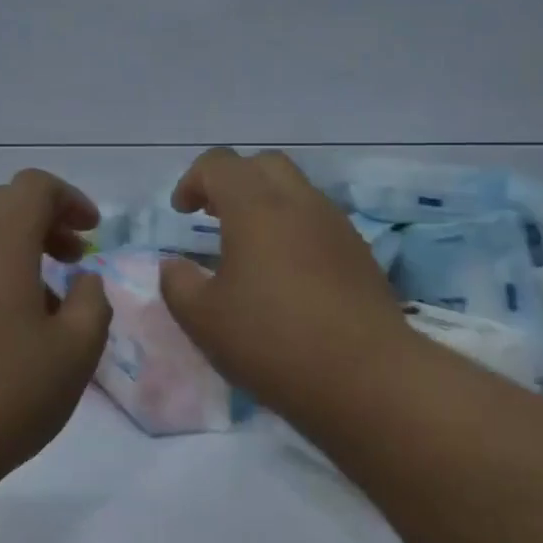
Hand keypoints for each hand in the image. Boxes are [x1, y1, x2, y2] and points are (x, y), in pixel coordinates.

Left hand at [0, 169, 112, 492]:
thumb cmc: (3, 396)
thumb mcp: (75, 353)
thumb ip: (92, 303)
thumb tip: (84, 280)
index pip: (33, 187)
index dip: (69, 199)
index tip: (91, 233)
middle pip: (1, 203)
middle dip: (43, 221)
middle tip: (71, 259)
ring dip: (14, 248)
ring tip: (41, 301)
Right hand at [158, 148, 409, 420]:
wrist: (368, 378)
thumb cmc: (274, 342)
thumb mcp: (204, 320)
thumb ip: (177, 284)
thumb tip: (174, 265)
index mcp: (255, 206)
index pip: (219, 163)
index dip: (192, 180)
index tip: (181, 213)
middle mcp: (299, 202)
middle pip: (262, 164)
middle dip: (233, 181)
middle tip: (214, 216)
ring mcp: (335, 225)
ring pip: (295, 190)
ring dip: (265, 204)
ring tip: (248, 248)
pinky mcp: (359, 252)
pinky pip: (318, 220)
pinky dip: (293, 229)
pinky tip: (285, 274)